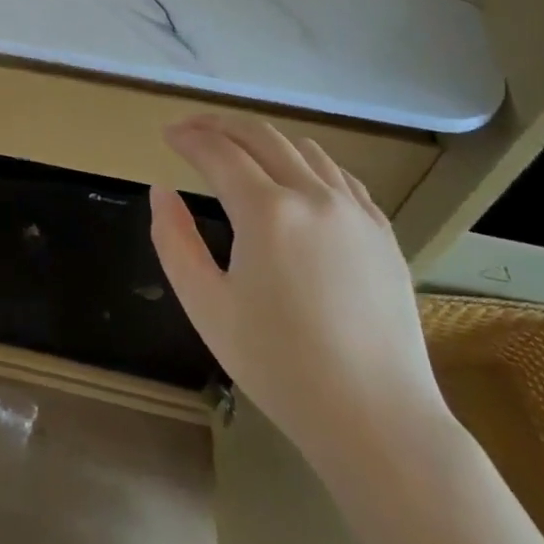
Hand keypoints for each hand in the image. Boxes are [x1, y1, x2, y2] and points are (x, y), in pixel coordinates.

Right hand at [151, 115, 446, 465]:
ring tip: (237, 148)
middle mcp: (314, 196)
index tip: (167, 135)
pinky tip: (294, 178)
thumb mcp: (206, 306)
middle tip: (192, 129)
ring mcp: (355, 210)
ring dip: (262, 139)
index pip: (219, 153)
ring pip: (304, 149)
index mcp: (267, 212)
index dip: (188, 138)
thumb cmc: (279, 366)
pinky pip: (339, 175)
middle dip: (220, 125)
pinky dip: (305, 161)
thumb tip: (161, 192)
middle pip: (261, 136)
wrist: (376, 418)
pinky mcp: (382, 231)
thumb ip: (174, 241)